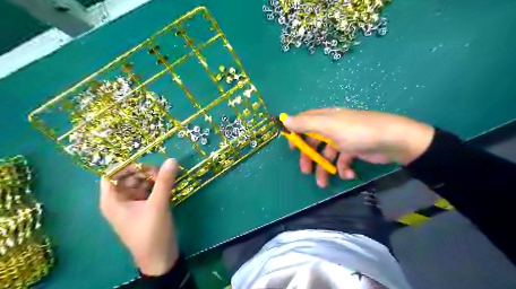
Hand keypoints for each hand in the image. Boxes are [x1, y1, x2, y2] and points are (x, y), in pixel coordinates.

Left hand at [100, 159, 179, 276]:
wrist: (160, 257)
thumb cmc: (151, 233)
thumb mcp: (158, 205)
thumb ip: (164, 182)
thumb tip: (172, 160)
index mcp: (113, 200)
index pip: (112, 174)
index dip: (127, 165)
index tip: (147, 161)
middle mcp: (120, 200)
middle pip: (128, 176)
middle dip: (144, 171)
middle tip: (162, 172)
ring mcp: (133, 203)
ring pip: (140, 182)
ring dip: (153, 177)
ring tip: (167, 177)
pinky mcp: (145, 206)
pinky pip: (148, 189)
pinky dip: (157, 184)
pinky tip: (168, 183)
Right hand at [284, 107, 431, 187]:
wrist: (394, 141)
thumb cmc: (357, 132)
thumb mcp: (329, 126)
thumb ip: (306, 124)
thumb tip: (284, 120)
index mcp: (326, 118)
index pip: (304, 122)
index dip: (295, 134)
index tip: (291, 148)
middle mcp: (333, 127)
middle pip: (314, 141)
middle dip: (309, 157)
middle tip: (305, 171)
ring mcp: (344, 139)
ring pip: (327, 154)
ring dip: (324, 168)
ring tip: (323, 183)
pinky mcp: (354, 150)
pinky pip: (343, 160)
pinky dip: (343, 168)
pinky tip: (348, 175)